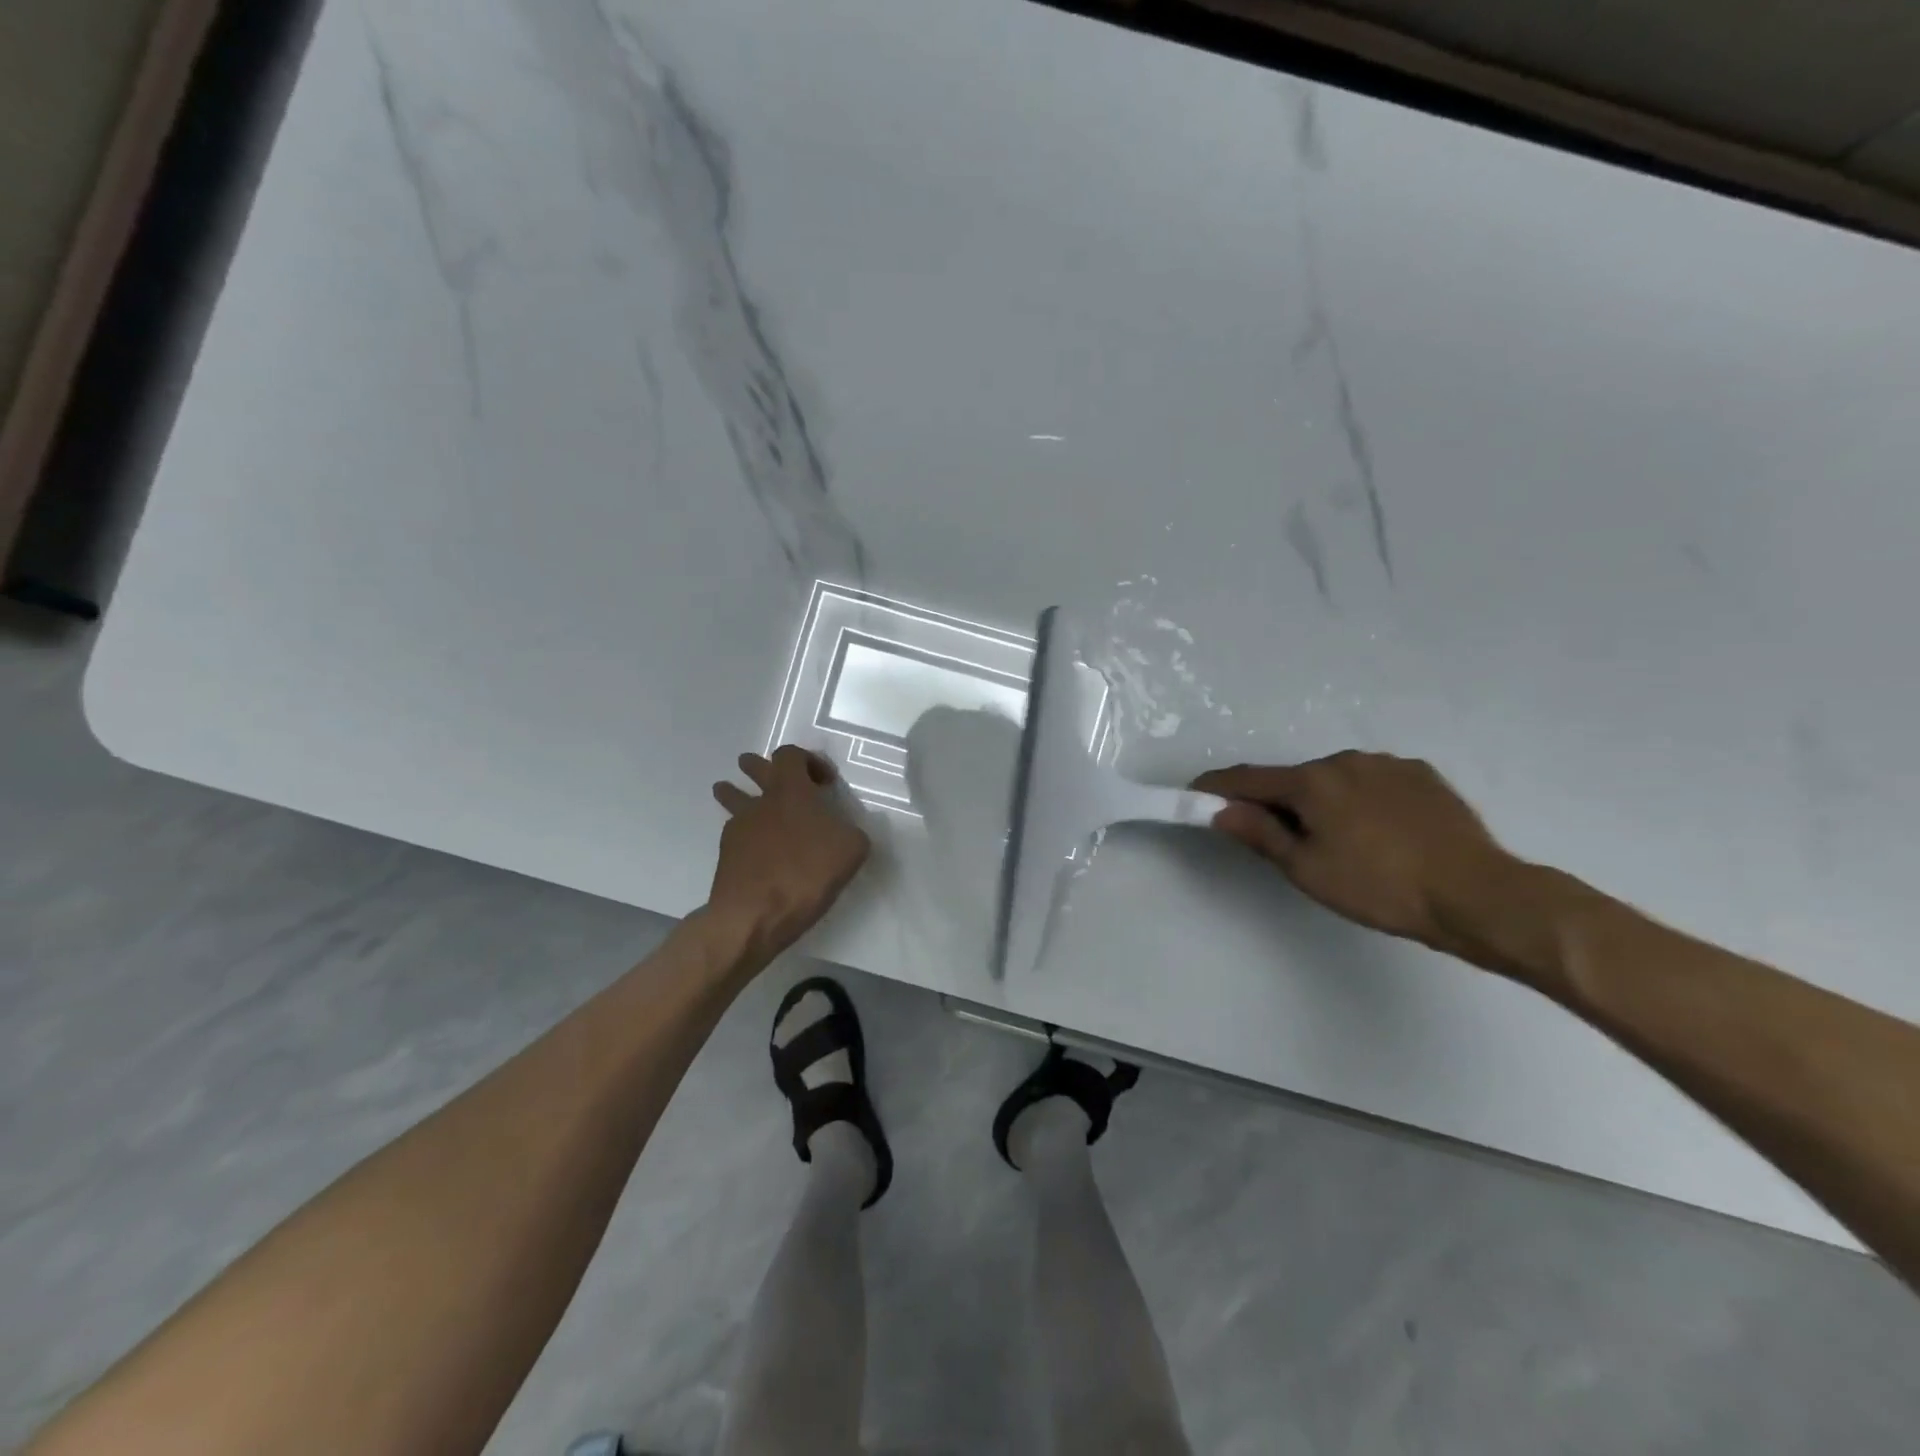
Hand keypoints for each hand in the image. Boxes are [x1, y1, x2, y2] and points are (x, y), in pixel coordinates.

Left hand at [710, 746, 871, 960]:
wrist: (755, 914)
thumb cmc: (808, 873)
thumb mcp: (852, 849)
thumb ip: (850, 831)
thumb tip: (844, 830)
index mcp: (792, 791)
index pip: (790, 754)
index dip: (808, 760)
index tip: (824, 782)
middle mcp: (762, 801)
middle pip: (754, 767)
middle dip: (760, 767)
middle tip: (768, 773)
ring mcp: (739, 826)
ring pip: (732, 796)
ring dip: (735, 792)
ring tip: (733, 792)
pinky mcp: (726, 853)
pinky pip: (734, 831)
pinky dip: (743, 833)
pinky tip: (754, 848)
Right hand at [1193, 751, 1521, 959]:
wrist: (1477, 894)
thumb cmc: (1379, 887)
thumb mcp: (1307, 869)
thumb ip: (1259, 834)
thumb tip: (1221, 811)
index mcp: (1311, 782)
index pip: (1247, 778)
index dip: (1216, 787)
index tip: (1195, 795)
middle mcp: (1345, 760)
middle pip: (1293, 779)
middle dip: (1277, 802)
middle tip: (1280, 840)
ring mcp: (1387, 764)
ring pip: (1334, 779)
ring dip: (1321, 801)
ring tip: (1341, 842)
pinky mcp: (1421, 775)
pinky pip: (1372, 782)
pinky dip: (1359, 800)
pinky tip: (1379, 832)